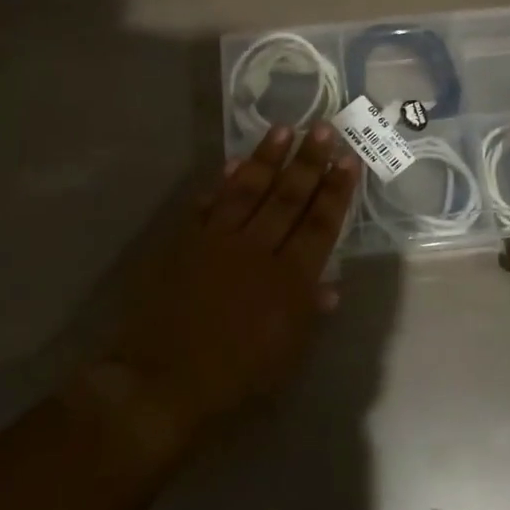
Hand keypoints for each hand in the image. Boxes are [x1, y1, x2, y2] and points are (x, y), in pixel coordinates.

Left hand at [97, 123, 358, 442]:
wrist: (161, 381)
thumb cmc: (234, 379)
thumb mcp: (285, 356)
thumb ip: (308, 314)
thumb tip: (331, 286)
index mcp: (289, 280)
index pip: (319, 225)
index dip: (336, 191)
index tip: (348, 160)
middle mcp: (257, 250)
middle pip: (288, 197)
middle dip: (309, 161)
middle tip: (324, 128)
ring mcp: (218, 241)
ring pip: (248, 190)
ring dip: (267, 158)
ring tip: (284, 129)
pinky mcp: (186, 242)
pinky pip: (208, 205)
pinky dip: (220, 184)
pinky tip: (231, 164)